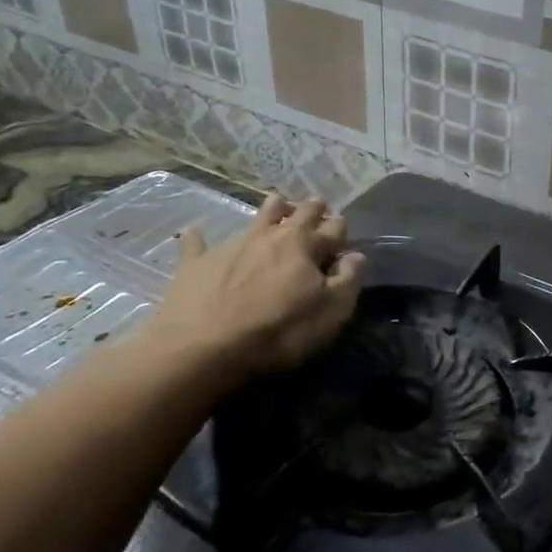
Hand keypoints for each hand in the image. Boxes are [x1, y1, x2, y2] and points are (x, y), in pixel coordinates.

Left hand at [143, 194, 364, 381]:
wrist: (204, 347)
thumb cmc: (279, 331)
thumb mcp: (331, 312)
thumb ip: (347, 281)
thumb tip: (356, 256)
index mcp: (305, 245)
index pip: (332, 228)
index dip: (340, 228)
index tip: (343, 229)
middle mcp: (271, 235)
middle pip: (297, 213)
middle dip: (311, 208)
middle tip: (317, 205)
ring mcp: (232, 244)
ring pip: (257, 216)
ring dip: (271, 209)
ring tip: (277, 204)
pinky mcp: (197, 262)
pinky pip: (196, 243)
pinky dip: (199, 237)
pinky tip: (195, 232)